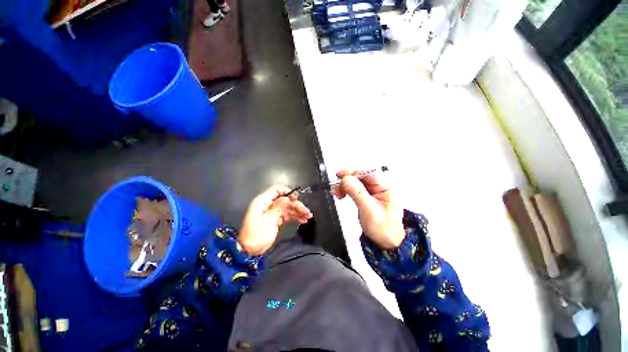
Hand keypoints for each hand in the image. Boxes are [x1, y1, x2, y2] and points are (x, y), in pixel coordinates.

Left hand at [239, 185, 312, 254]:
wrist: (248, 252)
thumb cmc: (256, 236)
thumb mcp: (268, 221)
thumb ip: (278, 208)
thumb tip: (288, 198)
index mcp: (263, 202)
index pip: (276, 190)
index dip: (287, 192)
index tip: (297, 198)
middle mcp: (268, 205)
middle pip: (285, 200)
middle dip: (296, 205)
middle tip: (307, 212)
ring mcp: (272, 212)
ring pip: (287, 208)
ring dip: (298, 211)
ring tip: (308, 216)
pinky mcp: (274, 219)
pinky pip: (286, 215)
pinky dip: (294, 217)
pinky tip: (302, 220)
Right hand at [332, 169, 404, 248]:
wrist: (386, 244)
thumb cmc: (383, 229)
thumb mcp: (369, 210)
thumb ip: (357, 192)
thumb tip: (346, 179)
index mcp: (385, 188)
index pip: (368, 173)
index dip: (354, 172)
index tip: (341, 175)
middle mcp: (379, 188)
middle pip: (361, 177)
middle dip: (347, 180)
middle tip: (336, 186)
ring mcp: (372, 193)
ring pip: (356, 183)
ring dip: (345, 186)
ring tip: (336, 192)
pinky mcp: (366, 198)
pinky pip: (355, 190)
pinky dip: (346, 191)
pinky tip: (341, 194)